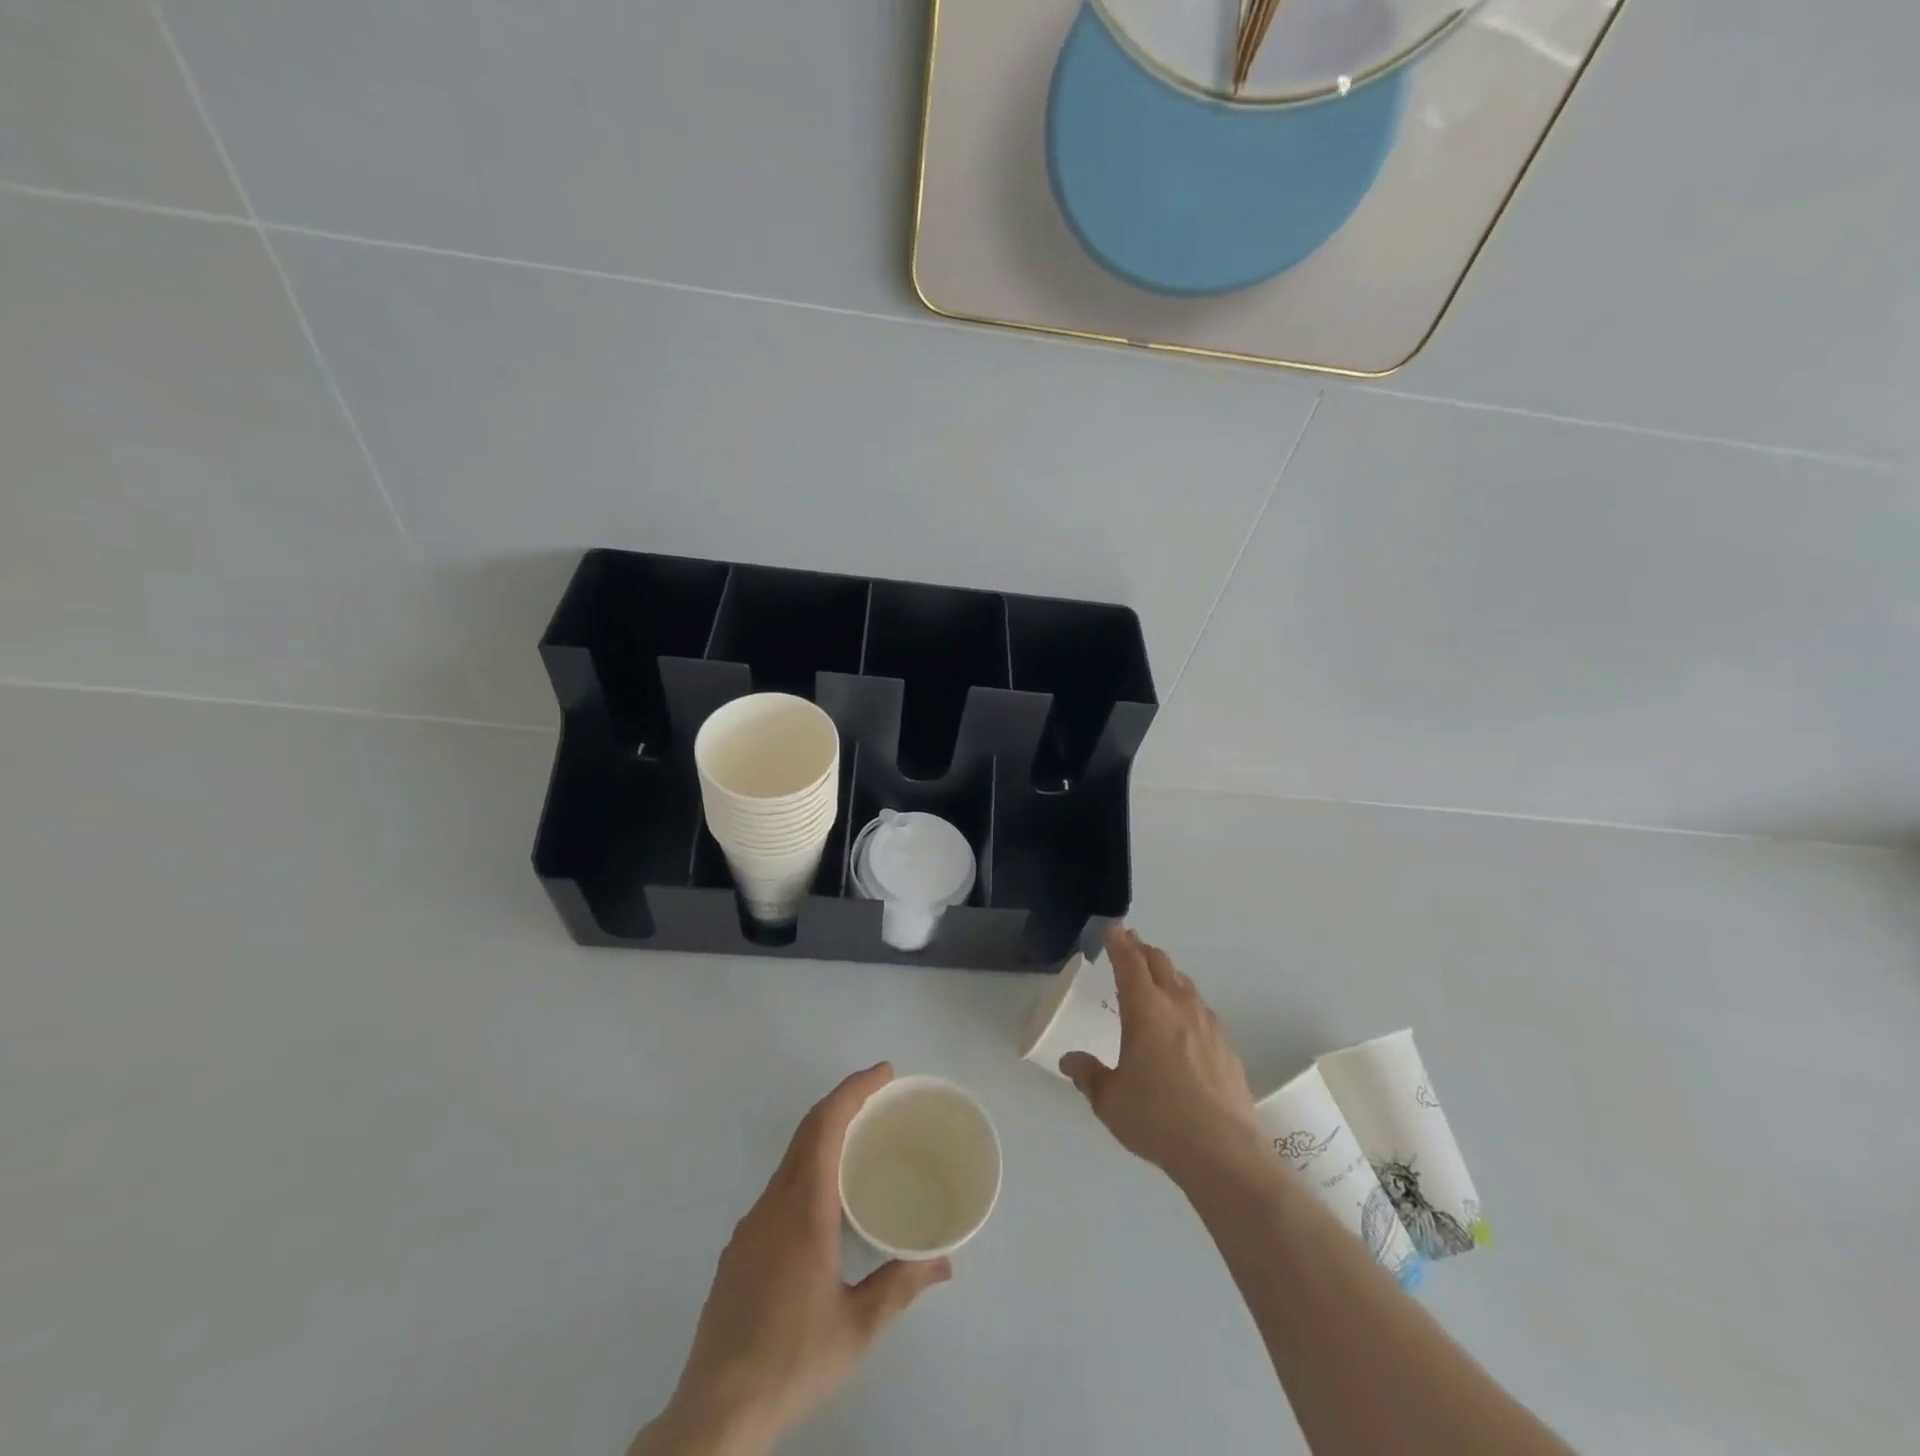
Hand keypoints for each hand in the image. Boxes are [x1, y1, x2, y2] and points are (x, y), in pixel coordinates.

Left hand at [633, 1064, 950, 1455]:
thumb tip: (943, 1262)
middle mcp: (772, 1204)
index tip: (884, 1072)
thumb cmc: (792, 1361)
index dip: (854, 1089)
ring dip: (824, 1137)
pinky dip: (808, 1170)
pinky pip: (779, 1189)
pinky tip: (825, 1206)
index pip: (825, 1125)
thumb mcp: (858, 1327)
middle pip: (806, 1132)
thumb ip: (900, 1285)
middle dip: (843, 1102)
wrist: (714, 1414)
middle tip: (882, 1097)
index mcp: (803, 1209)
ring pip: (790, 1160)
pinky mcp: (738, 1251)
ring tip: (861, 1146)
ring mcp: (750, 1227)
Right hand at [1061, 926, 1264, 1190]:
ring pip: (1184, 984)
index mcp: (1145, 1010)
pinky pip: (1201, 1009)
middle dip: (1142, 950)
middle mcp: (1178, 1006)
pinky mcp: (1226, 1046)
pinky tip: (1184, 1022)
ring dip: (1166, 974)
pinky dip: (1185, 1001)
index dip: (1119, 942)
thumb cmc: (1157, 1119)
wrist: (1224, 1152)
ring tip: (1156, 979)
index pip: (1130, 963)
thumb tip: (1070, 1060)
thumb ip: (1088, 1075)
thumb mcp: (1109, 1100)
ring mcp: (1208, 1024)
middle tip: (1130, 945)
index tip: (1113, 927)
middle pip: (1160, 964)